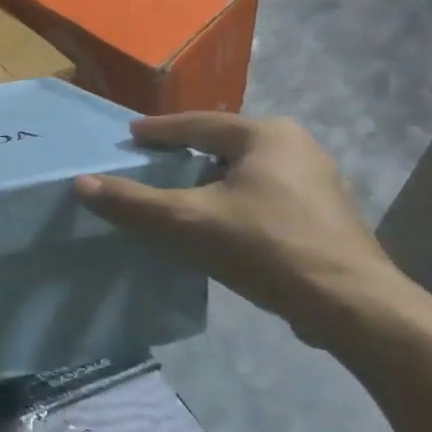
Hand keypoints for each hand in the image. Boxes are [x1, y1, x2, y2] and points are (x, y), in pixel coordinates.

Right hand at [75, 114, 399, 342]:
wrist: (352, 306)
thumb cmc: (266, 248)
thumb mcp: (187, 223)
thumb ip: (133, 202)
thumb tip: (80, 184)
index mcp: (266, 135)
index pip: (199, 124)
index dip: (159, 131)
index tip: (131, 136)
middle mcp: (297, 146)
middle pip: (224, 144)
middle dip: (187, 153)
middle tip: (153, 162)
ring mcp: (317, 180)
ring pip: (246, 171)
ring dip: (211, 179)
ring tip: (181, 193)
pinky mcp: (324, 214)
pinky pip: (264, 193)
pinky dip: (234, 200)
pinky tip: (220, 223)